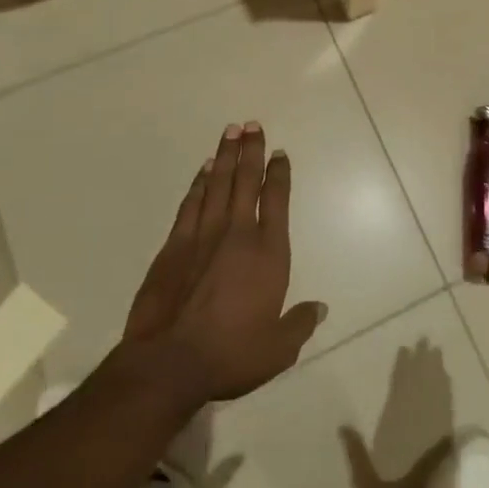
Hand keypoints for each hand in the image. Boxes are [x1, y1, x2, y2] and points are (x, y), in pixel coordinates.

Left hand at [121, 123, 326, 404]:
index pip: (277, 201)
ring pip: (217, 185)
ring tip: (231, 133)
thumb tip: (320, 308)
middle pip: (246, 182)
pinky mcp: (173, 246)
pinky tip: (204, 170)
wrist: (168, 363)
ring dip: (226, 157)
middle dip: (252, 151)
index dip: (280, 174)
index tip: (281, 153)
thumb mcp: (278, 349)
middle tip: (252, 124)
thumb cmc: (230, 355)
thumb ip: (300, 323)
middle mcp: (237, 234)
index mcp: (268, 253)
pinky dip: (198, 183)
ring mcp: (202, 236)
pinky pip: (190, 204)